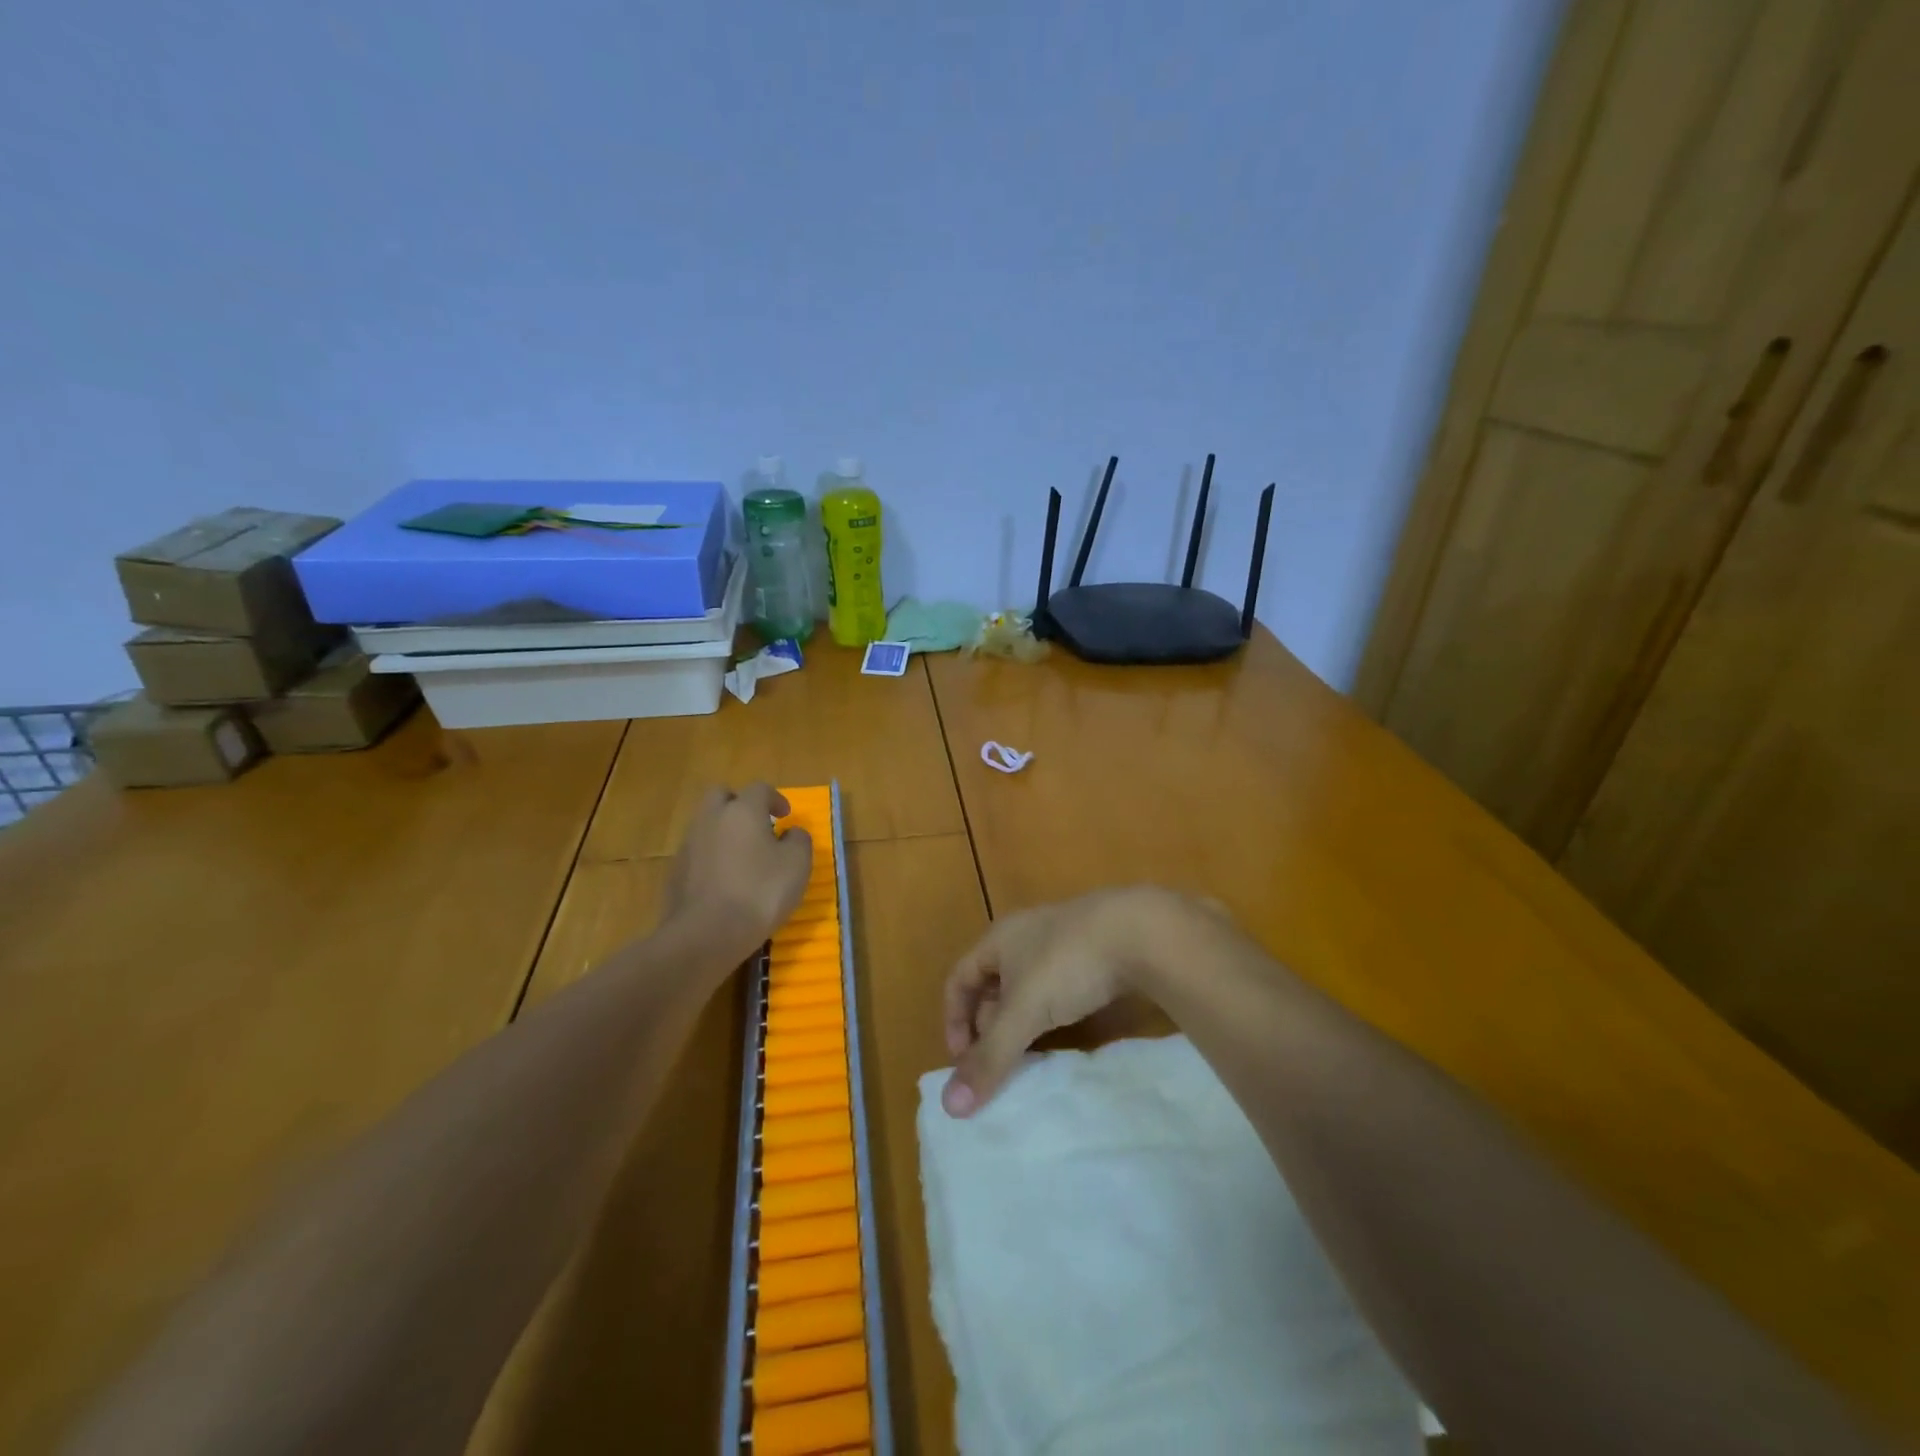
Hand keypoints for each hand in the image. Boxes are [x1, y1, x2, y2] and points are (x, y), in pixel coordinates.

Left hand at [662, 783, 813, 966]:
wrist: (706, 934)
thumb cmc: (760, 892)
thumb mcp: (797, 865)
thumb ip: (799, 840)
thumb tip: (792, 832)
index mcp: (742, 810)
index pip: (759, 789)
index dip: (775, 798)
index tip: (785, 816)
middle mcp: (711, 818)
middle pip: (721, 796)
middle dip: (739, 804)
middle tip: (757, 825)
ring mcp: (688, 844)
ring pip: (705, 824)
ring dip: (723, 831)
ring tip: (742, 856)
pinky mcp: (675, 871)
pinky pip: (696, 852)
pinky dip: (710, 857)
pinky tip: (724, 880)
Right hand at [941, 886, 1201, 1116]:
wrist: (1142, 932)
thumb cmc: (1067, 964)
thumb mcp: (1024, 1012)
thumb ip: (990, 1057)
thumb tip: (951, 1107)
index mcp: (999, 939)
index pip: (959, 978)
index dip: (954, 1019)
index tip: (964, 1060)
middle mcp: (1025, 935)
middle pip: (992, 984)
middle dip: (989, 1026)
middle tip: (998, 1065)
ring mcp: (1063, 941)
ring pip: (1029, 987)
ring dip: (1023, 1022)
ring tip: (1031, 1057)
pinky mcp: (1096, 953)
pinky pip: (1062, 988)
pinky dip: (1056, 1014)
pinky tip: (1070, 1034)